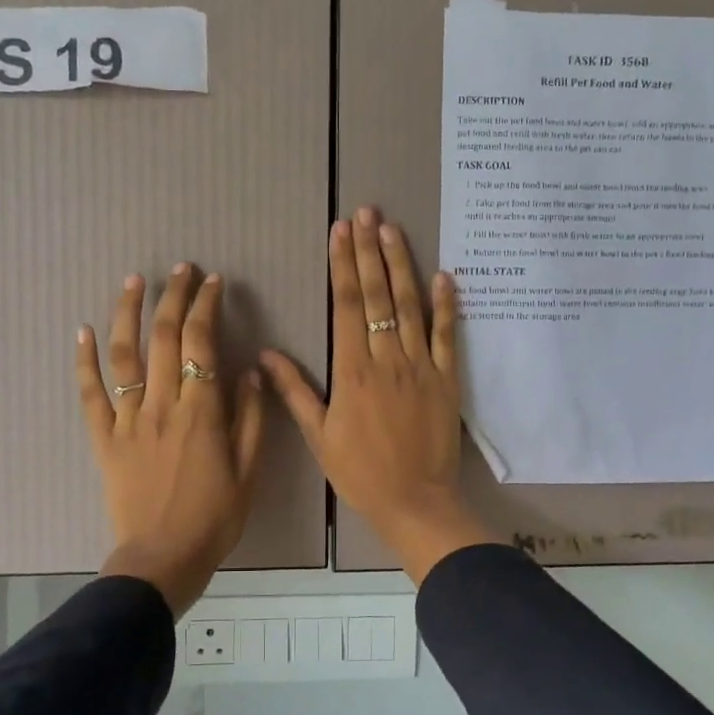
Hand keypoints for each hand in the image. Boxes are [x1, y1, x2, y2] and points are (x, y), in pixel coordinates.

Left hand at [76, 265, 264, 617]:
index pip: (201, 343)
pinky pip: (90, 395)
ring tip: (134, 281)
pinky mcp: (104, 439)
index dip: (206, 307)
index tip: (212, 282)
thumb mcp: (249, 470)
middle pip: (163, 338)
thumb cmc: (215, 517)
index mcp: (201, 411)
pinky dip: (85, 361)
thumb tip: (248, 372)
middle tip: (181, 269)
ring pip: (124, 356)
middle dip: (173, 297)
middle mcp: (162, 405)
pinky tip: (83, 331)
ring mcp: (128, 420)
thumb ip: (250, 418)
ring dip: (128, 313)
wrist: (163, 558)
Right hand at [261, 208, 494, 583]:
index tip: (341, 232)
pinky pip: (447, 334)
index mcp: (352, 370)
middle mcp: (387, 358)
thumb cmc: (360, 472)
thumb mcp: (319, 435)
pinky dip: (447, 304)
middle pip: (378, 294)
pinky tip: (444, 275)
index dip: (343, 264)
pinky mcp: (447, 377)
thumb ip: (295, 391)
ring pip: (410, 304)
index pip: (347, 304)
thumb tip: (266, 354)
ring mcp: (421, 365)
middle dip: (370, 250)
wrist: (415, 502)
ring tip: (393, 229)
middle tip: (367, 212)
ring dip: (401, 264)